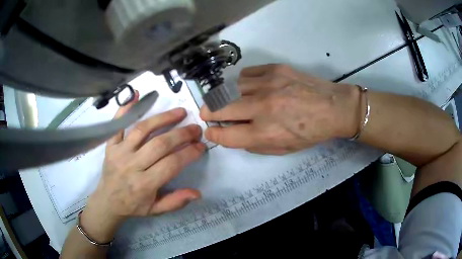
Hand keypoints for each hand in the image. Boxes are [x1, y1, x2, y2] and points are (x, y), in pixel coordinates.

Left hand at [81, 92, 205, 242]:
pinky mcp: (110, 145)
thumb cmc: (133, 206)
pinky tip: (136, 95)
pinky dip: (125, 109)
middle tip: (195, 128)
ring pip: (142, 129)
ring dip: (162, 118)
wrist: (107, 201)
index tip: (201, 146)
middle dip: (181, 134)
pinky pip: (117, 125)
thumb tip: (197, 193)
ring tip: (180, 112)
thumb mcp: (155, 210)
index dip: (189, 153)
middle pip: (159, 144)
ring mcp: (119, 152)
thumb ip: (175, 202)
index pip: (171, 164)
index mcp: (144, 184)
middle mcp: (131, 165)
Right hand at [200, 64, 360, 153]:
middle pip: (220, 108)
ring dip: (225, 96)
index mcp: (265, 133)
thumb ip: (254, 144)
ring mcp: (268, 84)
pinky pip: (245, 74)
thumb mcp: (283, 150)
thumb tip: (233, 133)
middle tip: (207, 113)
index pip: (225, 135)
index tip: (209, 131)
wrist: (334, 107)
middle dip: (208, 112)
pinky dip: (241, 83)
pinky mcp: (275, 69)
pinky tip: (248, 87)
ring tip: (229, 100)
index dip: (213, 134)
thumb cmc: (310, 133)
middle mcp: (262, 107)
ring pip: (230, 87)